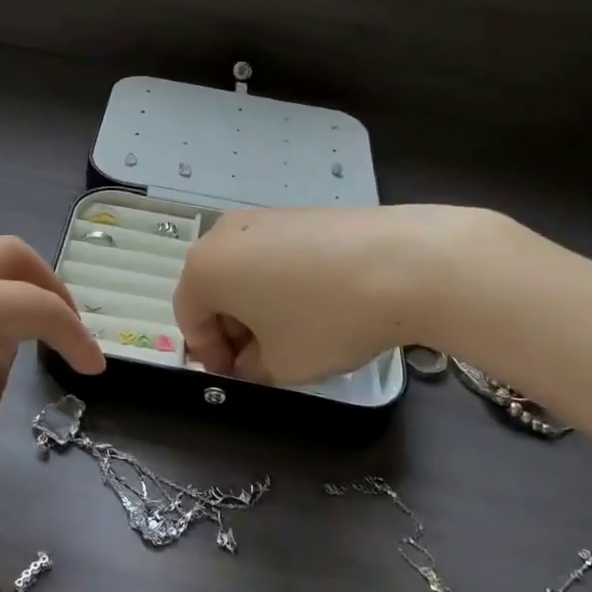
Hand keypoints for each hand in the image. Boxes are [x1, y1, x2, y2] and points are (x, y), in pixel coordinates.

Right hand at [174, 205, 487, 383]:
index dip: (209, 355)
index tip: (238, 378)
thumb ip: (251, 370)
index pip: (189, 319)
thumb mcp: (281, 365)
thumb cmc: (325, 319)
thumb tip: (249, 360)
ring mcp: (262, 217)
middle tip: (263, 360)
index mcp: (204, 270)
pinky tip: (318, 304)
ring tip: (294, 334)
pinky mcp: (298, 213)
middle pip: (213, 290)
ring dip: (256, 306)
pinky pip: (272, 254)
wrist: (402, 262)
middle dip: (232, 329)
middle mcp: (223, 234)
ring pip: (243, 271)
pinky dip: (281, 282)